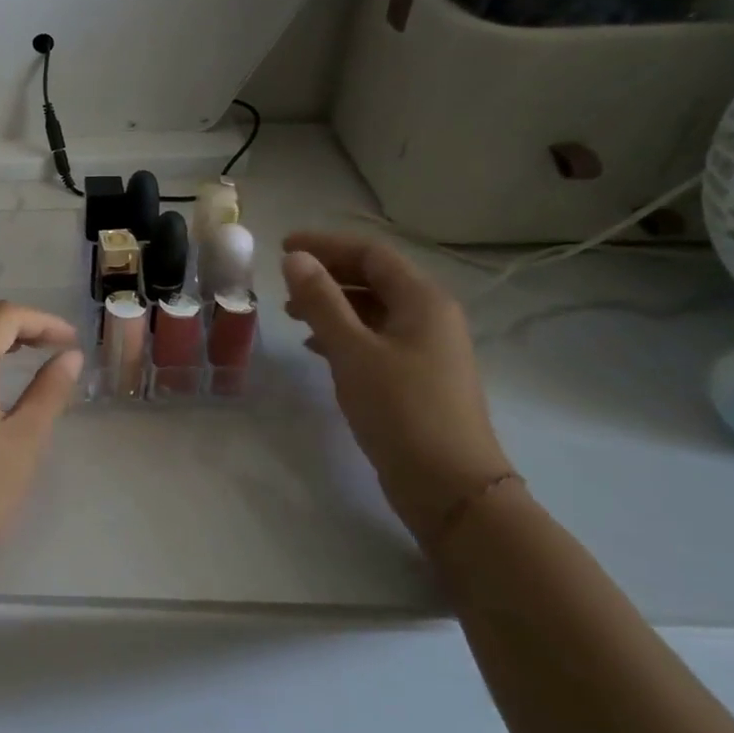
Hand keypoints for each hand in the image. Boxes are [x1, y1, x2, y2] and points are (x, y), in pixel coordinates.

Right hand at [280, 232, 511, 545]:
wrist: (450, 488)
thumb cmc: (401, 409)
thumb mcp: (352, 350)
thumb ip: (322, 300)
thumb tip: (296, 258)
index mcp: (423, 301)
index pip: (371, 253)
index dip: (326, 245)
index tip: (283, 247)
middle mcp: (431, 316)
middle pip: (374, 278)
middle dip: (328, 274)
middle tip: (284, 282)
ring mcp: (427, 348)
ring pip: (374, 309)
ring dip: (333, 304)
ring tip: (292, 314)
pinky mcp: (418, 377)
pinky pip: (376, 337)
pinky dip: (344, 333)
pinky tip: (316, 347)